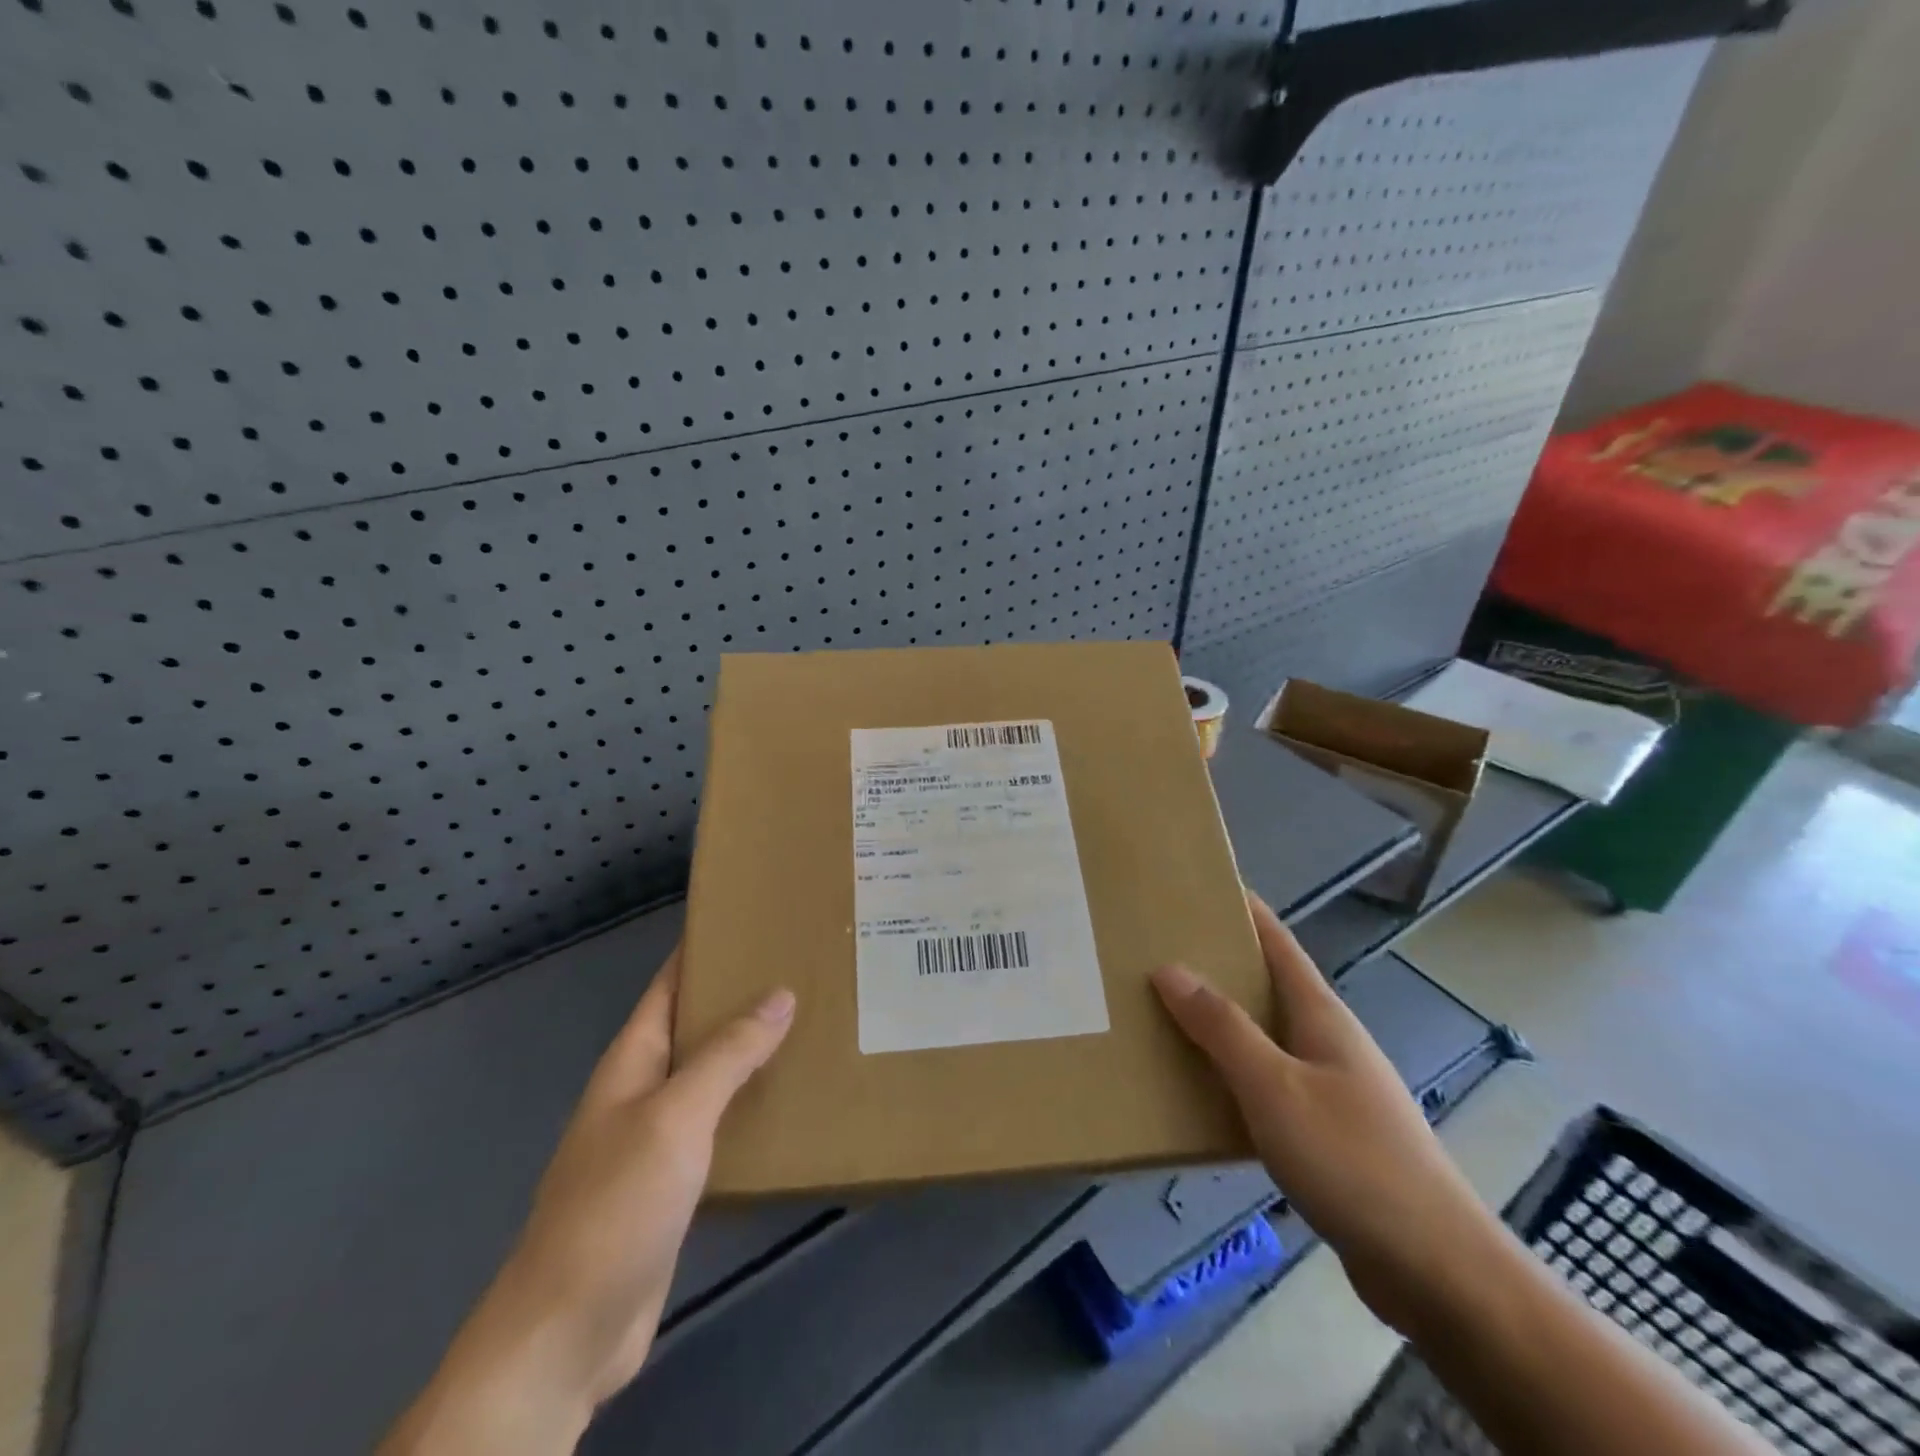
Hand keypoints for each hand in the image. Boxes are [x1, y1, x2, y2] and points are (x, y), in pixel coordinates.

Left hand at [380, 946, 795, 1455]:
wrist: (569, 1331)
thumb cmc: (616, 1205)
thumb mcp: (676, 1117)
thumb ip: (728, 1055)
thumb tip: (779, 994)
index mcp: (632, 1060)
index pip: (669, 985)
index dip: (703, 949)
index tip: (753, 921)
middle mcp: (642, 1089)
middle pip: (694, 1026)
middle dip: (739, 997)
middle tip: (801, 969)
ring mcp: (656, 1138)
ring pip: (709, 1075)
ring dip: (750, 1050)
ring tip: (808, 1023)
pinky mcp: (674, 1182)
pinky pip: (718, 1123)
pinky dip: (749, 1102)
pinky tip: (787, 1100)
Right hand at [1151, 893, 1503, 1336]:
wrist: (1438, 1272)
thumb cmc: (1353, 1161)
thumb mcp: (1274, 1087)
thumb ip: (1221, 1027)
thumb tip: (1169, 968)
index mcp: (1321, 1015)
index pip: (1277, 942)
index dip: (1243, 909)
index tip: (1198, 886)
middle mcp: (1328, 1041)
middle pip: (1268, 986)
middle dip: (1217, 965)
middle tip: (1157, 952)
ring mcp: (1333, 1088)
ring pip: (1265, 1038)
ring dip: (1220, 1024)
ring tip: (1164, 1016)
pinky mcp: (1330, 1135)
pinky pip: (1269, 1085)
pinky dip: (1233, 1076)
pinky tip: (1203, 1092)